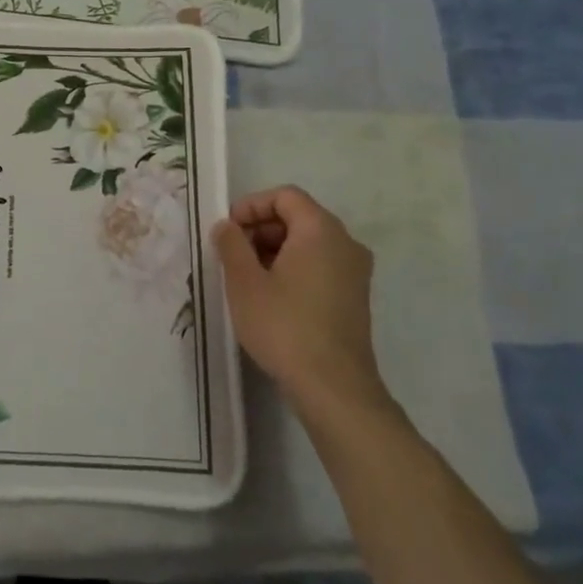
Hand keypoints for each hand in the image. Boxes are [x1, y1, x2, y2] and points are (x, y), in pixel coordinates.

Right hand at [212, 186, 393, 427]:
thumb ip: (231, 244)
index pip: (285, 196)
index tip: (228, 231)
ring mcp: (355, 272)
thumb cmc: (284, 326)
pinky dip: (293, 268)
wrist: (333, 387)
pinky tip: (271, 297)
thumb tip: (226, 226)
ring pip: (309, 243)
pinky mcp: (355, 297)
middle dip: (261, 229)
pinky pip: (320, 265)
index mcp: (321, 230)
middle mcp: (346, 243)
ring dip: (275, 250)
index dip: (251, 206)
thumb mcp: (244, 282)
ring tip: (247, 279)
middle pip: (299, 217)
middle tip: (233, 255)